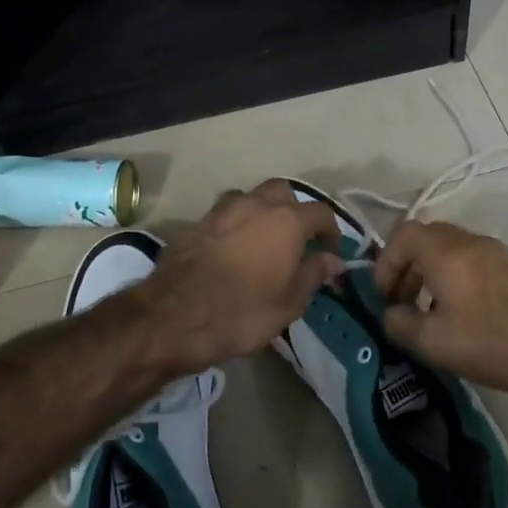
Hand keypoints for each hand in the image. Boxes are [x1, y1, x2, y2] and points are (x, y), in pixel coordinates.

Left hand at [136, 180, 344, 372]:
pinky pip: (226, 212)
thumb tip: (332, 259)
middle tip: (297, 239)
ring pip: (251, 197)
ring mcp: (223, 209)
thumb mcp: (289, 303)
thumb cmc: (242, 312)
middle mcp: (256, 204)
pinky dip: (236, 223)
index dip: (331, 231)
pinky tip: (233, 247)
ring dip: (262, 211)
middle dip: (294, 209)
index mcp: (287, 221)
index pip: (320, 212)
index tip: (331, 252)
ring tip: (263, 240)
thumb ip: (313, 274)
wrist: (175, 316)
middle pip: (283, 192)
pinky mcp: (198, 221)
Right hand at [372, 220, 507, 394]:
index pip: (401, 236)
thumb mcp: (435, 341)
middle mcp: (468, 241)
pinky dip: (457, 284)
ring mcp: (496, 253)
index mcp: (442, 249)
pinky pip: (473, 266)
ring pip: (451, 254)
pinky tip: (465, 321)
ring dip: (432, 278)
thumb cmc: (494, 338)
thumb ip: (401, 325)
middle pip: (426, 241)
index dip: (385, 264)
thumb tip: (390, 315)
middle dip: (407, 270)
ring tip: (431, 318)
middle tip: (402, 305)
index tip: (385, 297)